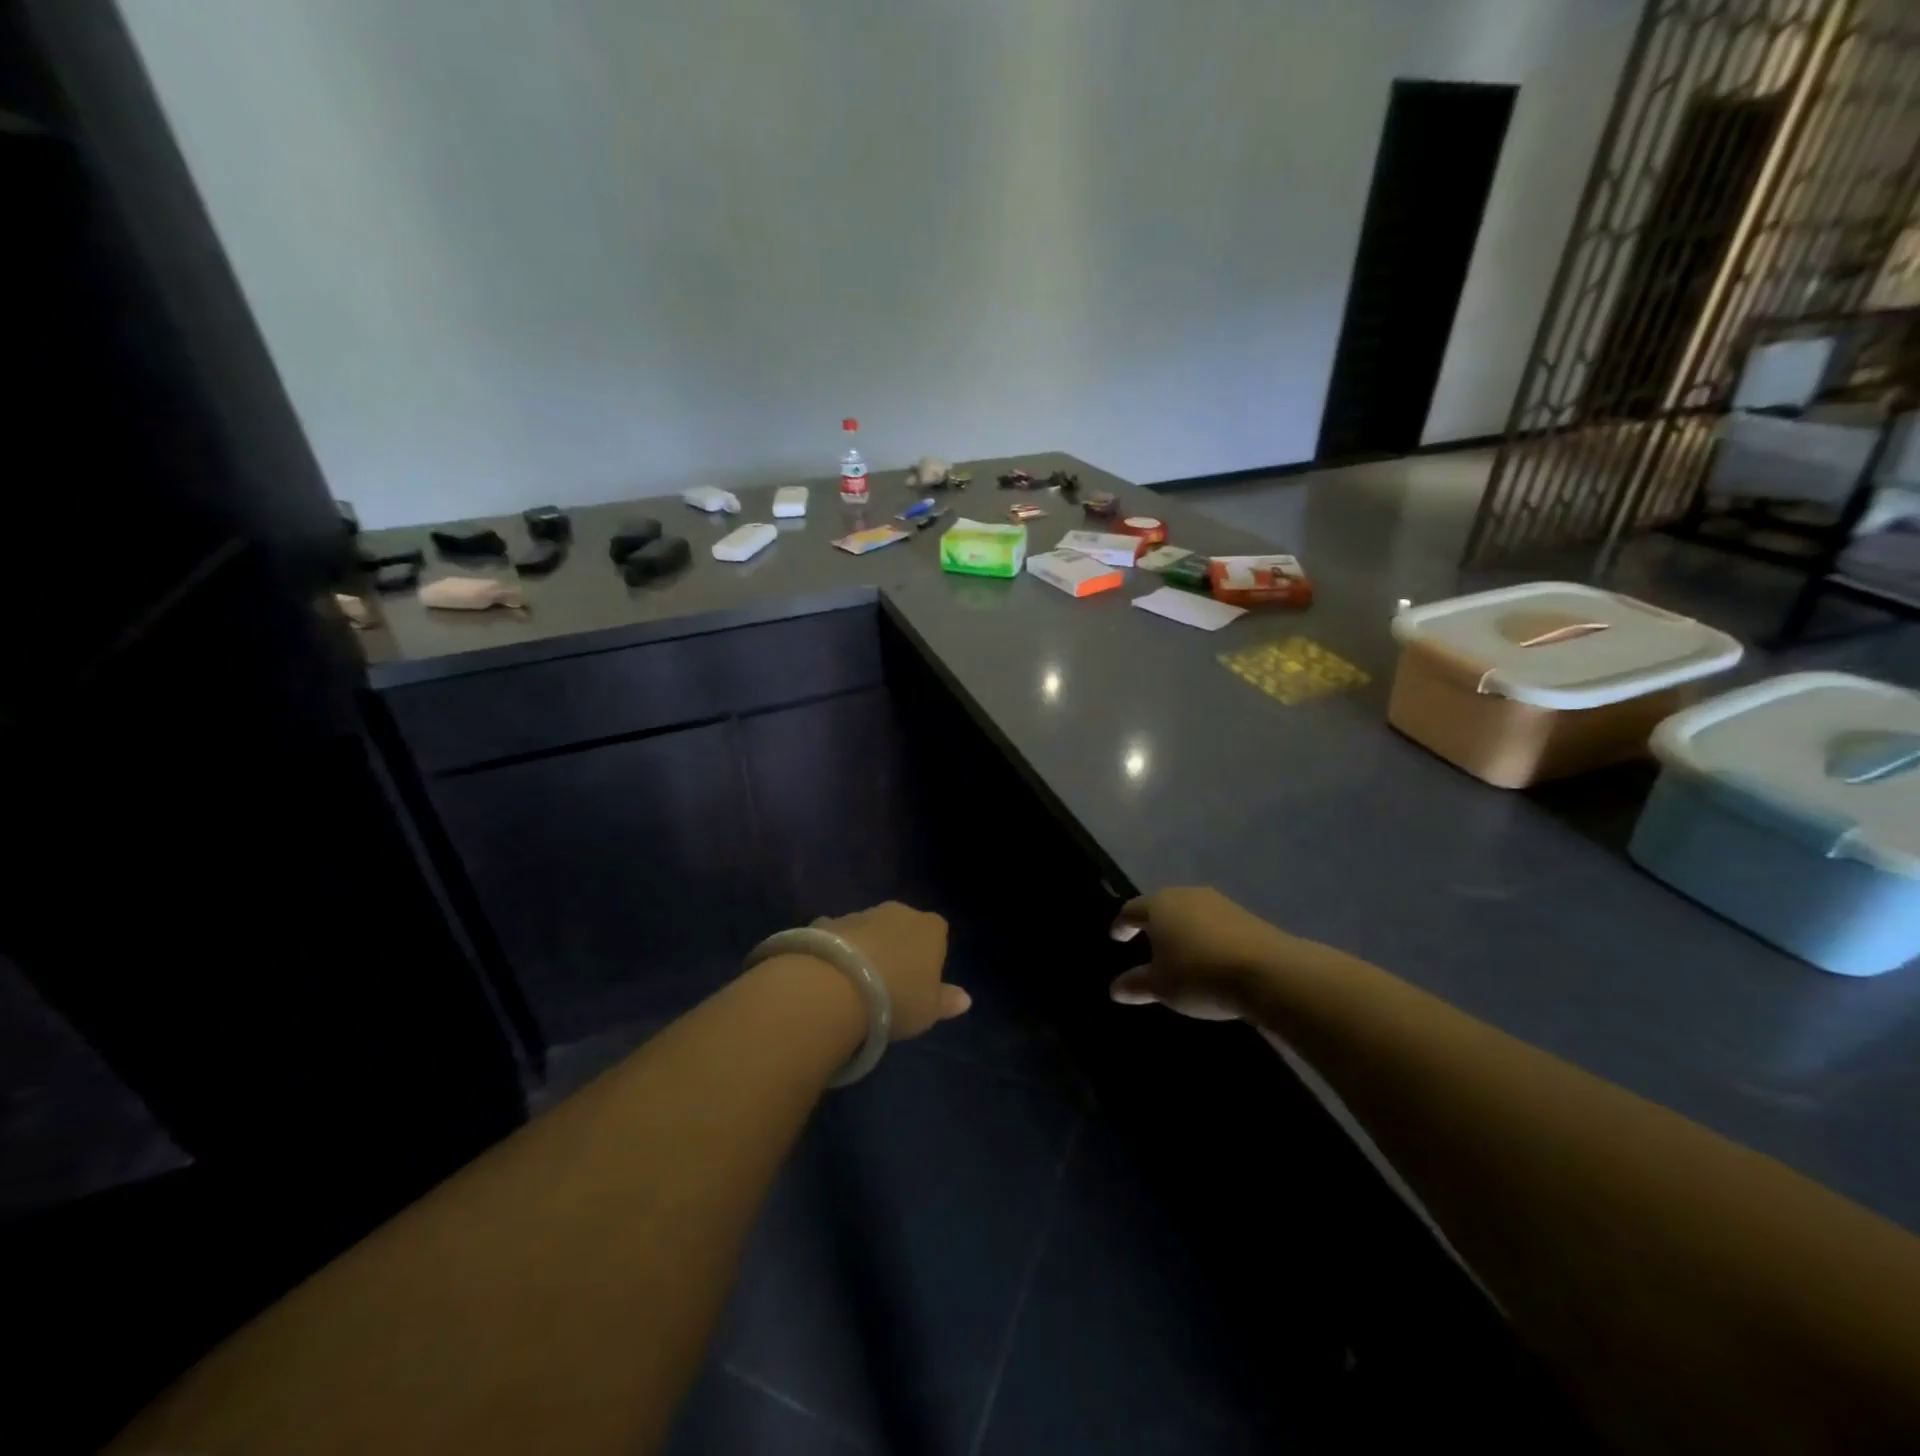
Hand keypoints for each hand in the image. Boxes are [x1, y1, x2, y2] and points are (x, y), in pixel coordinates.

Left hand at [815, 902, 969, 1039]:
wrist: (836, 985)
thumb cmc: (897, 998)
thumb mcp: (928, 1010)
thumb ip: (946, 1001)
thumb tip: (966, 999)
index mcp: (931, 928)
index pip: (938, 934)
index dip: (930, 957)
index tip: (920, 982)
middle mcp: (899, 912)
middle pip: (903, 928)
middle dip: (897, 947)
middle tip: (888, 983)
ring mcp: (861, 914)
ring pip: (870, 929)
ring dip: (866, 948)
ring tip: (856, 983)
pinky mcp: (829, 922)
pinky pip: (839, 936)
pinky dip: (838, 949)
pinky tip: (830, 974)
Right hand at [1108, 886, 1289, 1020]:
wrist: (1268, 971)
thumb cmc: (1199, 975)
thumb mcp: (1162, 987)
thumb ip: (1136, 985)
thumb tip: (1114, 989)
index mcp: (1158, 906)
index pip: (1131, 910)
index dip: (1121, 924)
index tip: (1116, 935)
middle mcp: (1185, 895)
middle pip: (1161, 906)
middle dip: (1152, 923)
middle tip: (1145, 940)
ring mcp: (1217, 902)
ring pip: (1188, 911)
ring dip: (1180, 928)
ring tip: (1178, 949)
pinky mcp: (1244, 914)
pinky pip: (1212, 921)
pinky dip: (1204, 935)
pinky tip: (1208, 954)